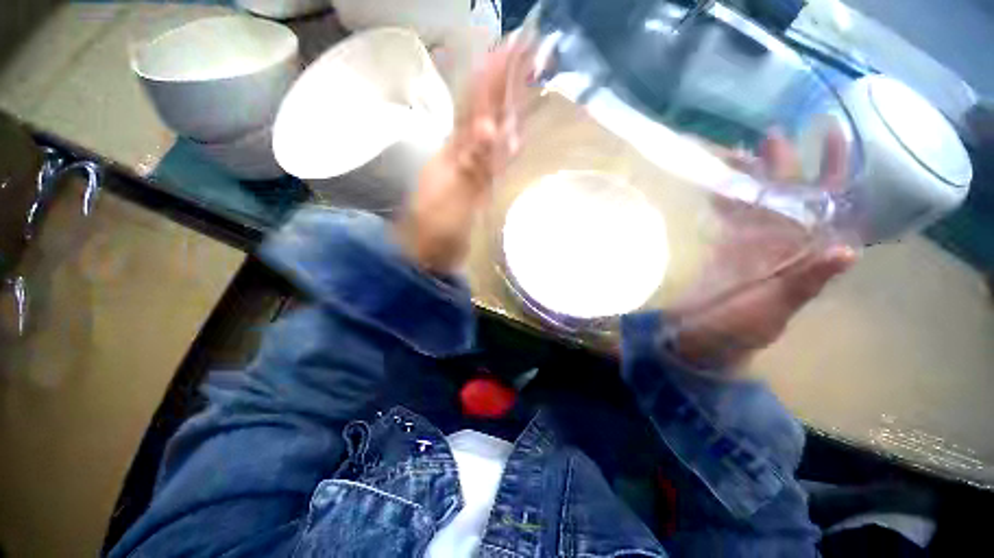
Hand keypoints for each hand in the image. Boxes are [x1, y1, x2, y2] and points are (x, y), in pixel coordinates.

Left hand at [393, 46, 517, 272]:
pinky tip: (517, 129)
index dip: (495, 75)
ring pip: (492, 127)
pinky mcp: (477, 185)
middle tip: (531, 53)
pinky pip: (495, 153)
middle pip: (486, 108)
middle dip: (506, 80)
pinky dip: (507, 137)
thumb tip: (490, 128)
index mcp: (456, 151)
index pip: (478, 103)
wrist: (428, 253)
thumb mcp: (453, 198)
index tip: (514, 45)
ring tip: (528, 79)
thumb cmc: (437, 230)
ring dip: (509, 103)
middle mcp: (463, 152)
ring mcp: (470, 168)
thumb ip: (472, 166)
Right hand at [672, 129, 857, 369]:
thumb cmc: (739, 329)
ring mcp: (748, 243)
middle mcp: (780, 242)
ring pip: (754, 202)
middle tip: (771, 135)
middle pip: (787, 196)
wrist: (700, 338)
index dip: (832, 171)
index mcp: (801, 255)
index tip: (829, 133)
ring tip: (735, 153)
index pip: (827, 207)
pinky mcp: (721, 248)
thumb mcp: (774, 309)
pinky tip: (713, 183)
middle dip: (783, 164)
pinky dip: (721, 199)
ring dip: (748, 178)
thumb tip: (848, 250)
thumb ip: (805, 283)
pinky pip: (726, 216)